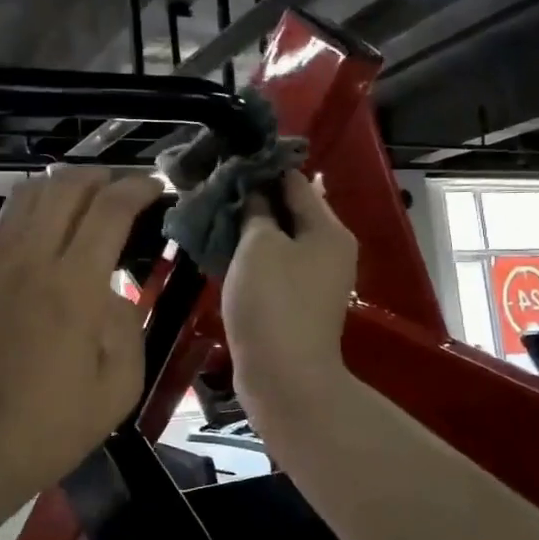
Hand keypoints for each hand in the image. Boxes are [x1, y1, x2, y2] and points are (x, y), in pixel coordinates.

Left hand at [0, 168, 162, 502]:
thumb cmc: (54, 425)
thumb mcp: (120, 385)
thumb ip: (126, 323)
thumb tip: (111, 289)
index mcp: (74, 286)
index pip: (110, 209)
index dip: (137, 188)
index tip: (155, 188)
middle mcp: (29, 261)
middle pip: (64, 187)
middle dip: (99, 176)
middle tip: (120, 187)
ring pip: (24, 196)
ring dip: (58, 186)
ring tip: (80, 198)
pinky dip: (22, 213)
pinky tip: (36, 228)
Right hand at [222, 172, 356, 413]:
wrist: (284, 378)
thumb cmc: (272, 303)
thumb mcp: (258, 246)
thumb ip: (256, 210)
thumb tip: (254, 188)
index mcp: (328, 230)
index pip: (294, 182)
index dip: (261, 169)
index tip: (225, 162)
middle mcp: (328, 250)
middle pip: (288, 211)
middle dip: (251, 200)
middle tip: (211, 191)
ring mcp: (314, 279)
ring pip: (278, 240)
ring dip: (248, 229)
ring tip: (210, 218)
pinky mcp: (296, 303)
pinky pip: (273, 266)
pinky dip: (250, 257)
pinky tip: (221, 252)